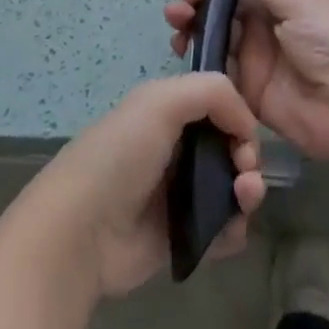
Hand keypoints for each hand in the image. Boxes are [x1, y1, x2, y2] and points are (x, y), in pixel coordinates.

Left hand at [18, 73, 265, 298]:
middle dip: (247, 157)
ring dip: (247, 193)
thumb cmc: (120, 155)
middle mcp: (174, 148)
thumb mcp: (161, 102)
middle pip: (228, 147)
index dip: (238, 118)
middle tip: (244, 174)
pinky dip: (233, 230)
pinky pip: (221, 231)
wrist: (80, 232)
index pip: (217, 105)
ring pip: (230, 188)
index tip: (242, 138)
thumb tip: (246, 124)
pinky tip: (229, 232)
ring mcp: (177, 193)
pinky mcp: (180, 236)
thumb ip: (213, 92)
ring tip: (242, 201)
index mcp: (166, 111)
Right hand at [164, 0, 328, 163]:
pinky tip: (181, 45)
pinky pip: (211, 68)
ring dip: (187, 19)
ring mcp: (249, 55)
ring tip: (177, 17)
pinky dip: (193, 55)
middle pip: (216, 1)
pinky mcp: (242, 88)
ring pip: (208, 30)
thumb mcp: (299, 1)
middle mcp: (259, 20)